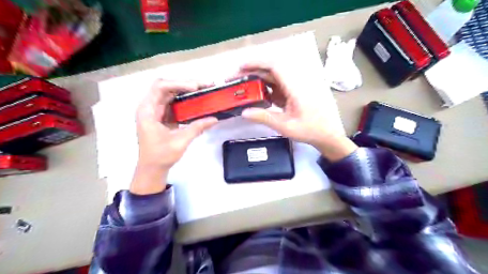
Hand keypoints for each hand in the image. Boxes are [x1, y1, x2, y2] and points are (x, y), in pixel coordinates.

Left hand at [132, 79, 217, 194]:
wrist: (152, 168)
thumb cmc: (161, 156)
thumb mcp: (180, 141)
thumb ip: (197, 128)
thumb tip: (215, 119)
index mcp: (147, 111)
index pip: (160, 87)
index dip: (178, 84)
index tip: (196, 88)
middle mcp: (149, 107)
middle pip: (166, 87)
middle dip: (185, 84)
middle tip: (204, 85)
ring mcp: (155, 111)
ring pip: (170, 93)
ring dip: (186, 91)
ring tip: (203, 90)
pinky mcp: (162, 116)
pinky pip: (173, 103)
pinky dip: (185, 100)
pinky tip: (196, 100)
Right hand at [237, 62, 356, 160]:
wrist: (327, 135)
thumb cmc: (310, 130)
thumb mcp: (285, 126)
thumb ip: (264, 117)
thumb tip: (244, 112)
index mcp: (295, 88)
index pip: (275, 66)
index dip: (257, 62)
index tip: (240, 67)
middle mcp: (294, 83)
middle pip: (271, 69)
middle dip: (252, 71)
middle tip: (235, 79)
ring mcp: (293, 88)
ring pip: (272, 77)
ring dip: (256, 80)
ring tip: (241, 87)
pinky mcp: (292, 93)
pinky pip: (276, 87)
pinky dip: (264, 89)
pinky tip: (255, 96)